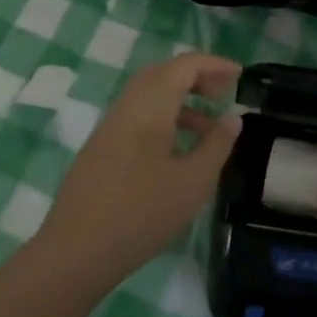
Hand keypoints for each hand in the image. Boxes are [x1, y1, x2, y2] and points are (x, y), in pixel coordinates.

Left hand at [37, 53, 242, 288]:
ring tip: (209, 129)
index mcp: (149, 105)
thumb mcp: (193, 181)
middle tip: (224, 96)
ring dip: (181, 101)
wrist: (76, 251)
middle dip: (196, 78)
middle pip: (163, 74)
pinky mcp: (101, 148)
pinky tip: (178, 152)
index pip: (184, 65)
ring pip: (149, 97)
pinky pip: (138, 117)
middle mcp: (127, 106)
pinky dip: (164, 119)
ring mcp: (109, 127)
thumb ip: (216, 144)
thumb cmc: (142, 213)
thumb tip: (232, 117)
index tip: (240, 76)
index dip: (214, 65)